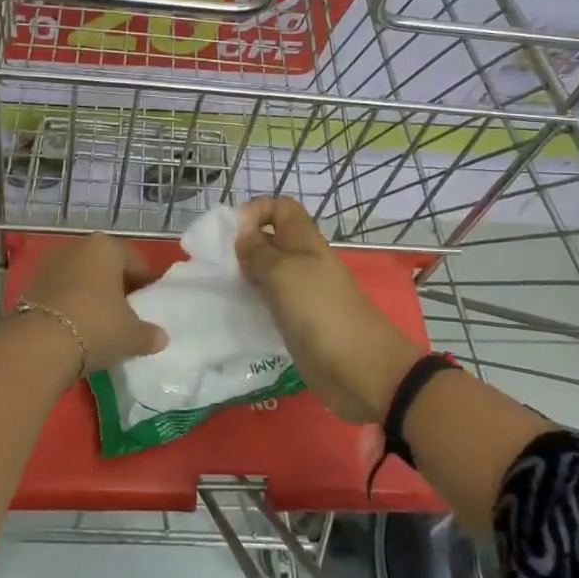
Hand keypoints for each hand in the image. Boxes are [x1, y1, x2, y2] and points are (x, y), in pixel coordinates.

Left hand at [17, 234, 168, 371]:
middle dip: (116, 287)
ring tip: (100, 324)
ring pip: (80, 278)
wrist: (38, 345)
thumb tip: (160, 337)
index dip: (146, 283)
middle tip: (127, 314)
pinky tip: (76, 329)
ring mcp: (50, 265)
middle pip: (105, 266)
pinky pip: (60, 293)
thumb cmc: (96, 326)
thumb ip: (149, 334)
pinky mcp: (30, 286)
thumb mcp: (131, 335)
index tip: (149, 304)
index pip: (135, 261)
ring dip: (91, 296)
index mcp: (106, 247)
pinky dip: (70, 305)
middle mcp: (77, 247)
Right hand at [235, 197, 422, 423]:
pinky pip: (271, 304)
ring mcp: (302, 294)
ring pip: (267, 273)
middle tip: (218, 267)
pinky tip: (236, 316)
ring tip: (222, 291)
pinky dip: (253, 306)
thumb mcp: (282, 272)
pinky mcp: (298, 323)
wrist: (360, 369)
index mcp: (304, 241)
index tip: (231, 235)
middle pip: (270, 241)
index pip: (280, 208)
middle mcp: (303, 262)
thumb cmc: (319, 311)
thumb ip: (257, 251)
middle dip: (243, 247)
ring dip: (245, 278)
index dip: (255, 211)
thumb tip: (243, 236)